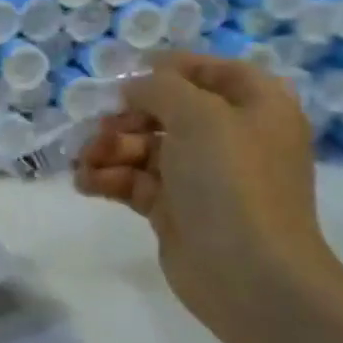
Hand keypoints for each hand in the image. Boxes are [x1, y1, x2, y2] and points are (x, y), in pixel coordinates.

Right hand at [75, 52, 336, 336]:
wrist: (247, 274)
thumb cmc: (231, 181)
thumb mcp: (198, 114)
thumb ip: (160, 87)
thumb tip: (134, 87)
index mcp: (256, 108)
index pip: (212, 71)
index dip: (170, 68)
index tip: (128, 76)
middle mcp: (231, 138)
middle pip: (166, 110)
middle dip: (126, 117)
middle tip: (102, 129)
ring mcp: (201, 176)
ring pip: (143, 146)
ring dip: (108, 148)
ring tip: (86, 163)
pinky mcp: (175, 209)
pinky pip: (133, 180)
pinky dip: (107, 177)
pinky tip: (86, 182)